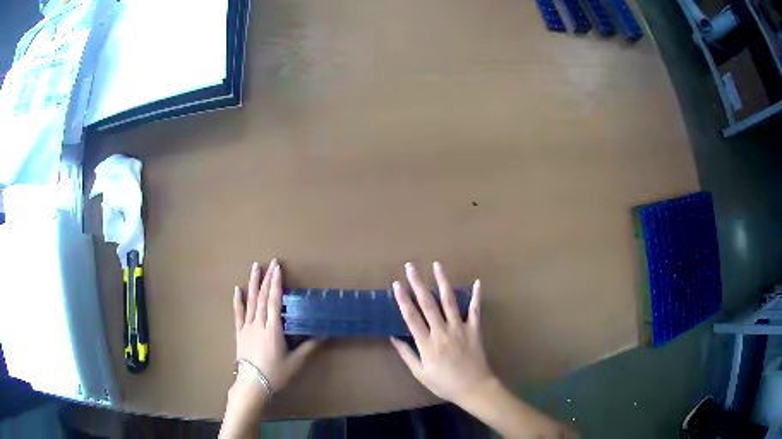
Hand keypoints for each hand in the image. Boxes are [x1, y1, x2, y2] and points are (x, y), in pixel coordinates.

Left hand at [232, 259, 320, 401]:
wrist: (252, 384)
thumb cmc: (275, 374)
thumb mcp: (295, 362)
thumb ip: (308, 347)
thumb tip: (324, 335)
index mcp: (273, 329)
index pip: (274, 301)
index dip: (276, 283)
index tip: (278, 268)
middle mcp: (259, 324)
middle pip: (262, 297)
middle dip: (267, 278)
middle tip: (271, 262)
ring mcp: (247, 327)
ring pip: (250, 301)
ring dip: (253, 283)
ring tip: (255, 267)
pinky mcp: (239, 333)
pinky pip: (238, 313)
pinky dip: (238, 300)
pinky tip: (238, 289)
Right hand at [390, 262, 493, 404]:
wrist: (473, 387)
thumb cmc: (444, 383)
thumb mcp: (420, 373)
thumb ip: (407, 354)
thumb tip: (393, 337)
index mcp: (427, 343)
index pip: (411, 317)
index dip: (403, 299)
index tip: (396, 284)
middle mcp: (442, 331)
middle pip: (428, 303)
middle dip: (418, 283)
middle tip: (410, 267)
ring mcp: (460, 328)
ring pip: (449, 301)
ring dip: (442, 282)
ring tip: (437, 266)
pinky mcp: (474, 329)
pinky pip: (475, 310)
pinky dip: (476, 296)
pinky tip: (477, 282)